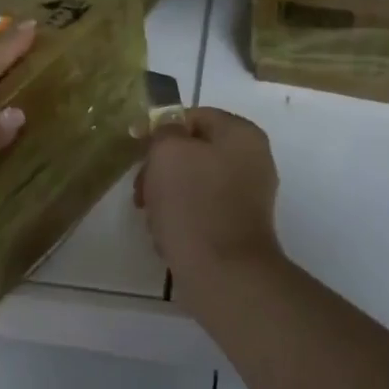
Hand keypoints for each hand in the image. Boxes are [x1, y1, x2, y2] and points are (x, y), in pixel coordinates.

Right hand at [136, 108, 282, 296]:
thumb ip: (164, 129)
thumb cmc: (193, 203)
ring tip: (154, 217)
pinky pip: (201, 209)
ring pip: (192, 182)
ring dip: (166, 195)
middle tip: (142, 190)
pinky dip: (180, 217)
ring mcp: (248, 195)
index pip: (193, 116)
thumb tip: (166, 126)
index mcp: (241, 135)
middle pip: (192, 150)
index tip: (136, 150)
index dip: (160, 129)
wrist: (222, 272)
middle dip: (160, 168)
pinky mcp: (238, 225)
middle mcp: (252, 160)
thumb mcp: (168, 152)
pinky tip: (168, 234)